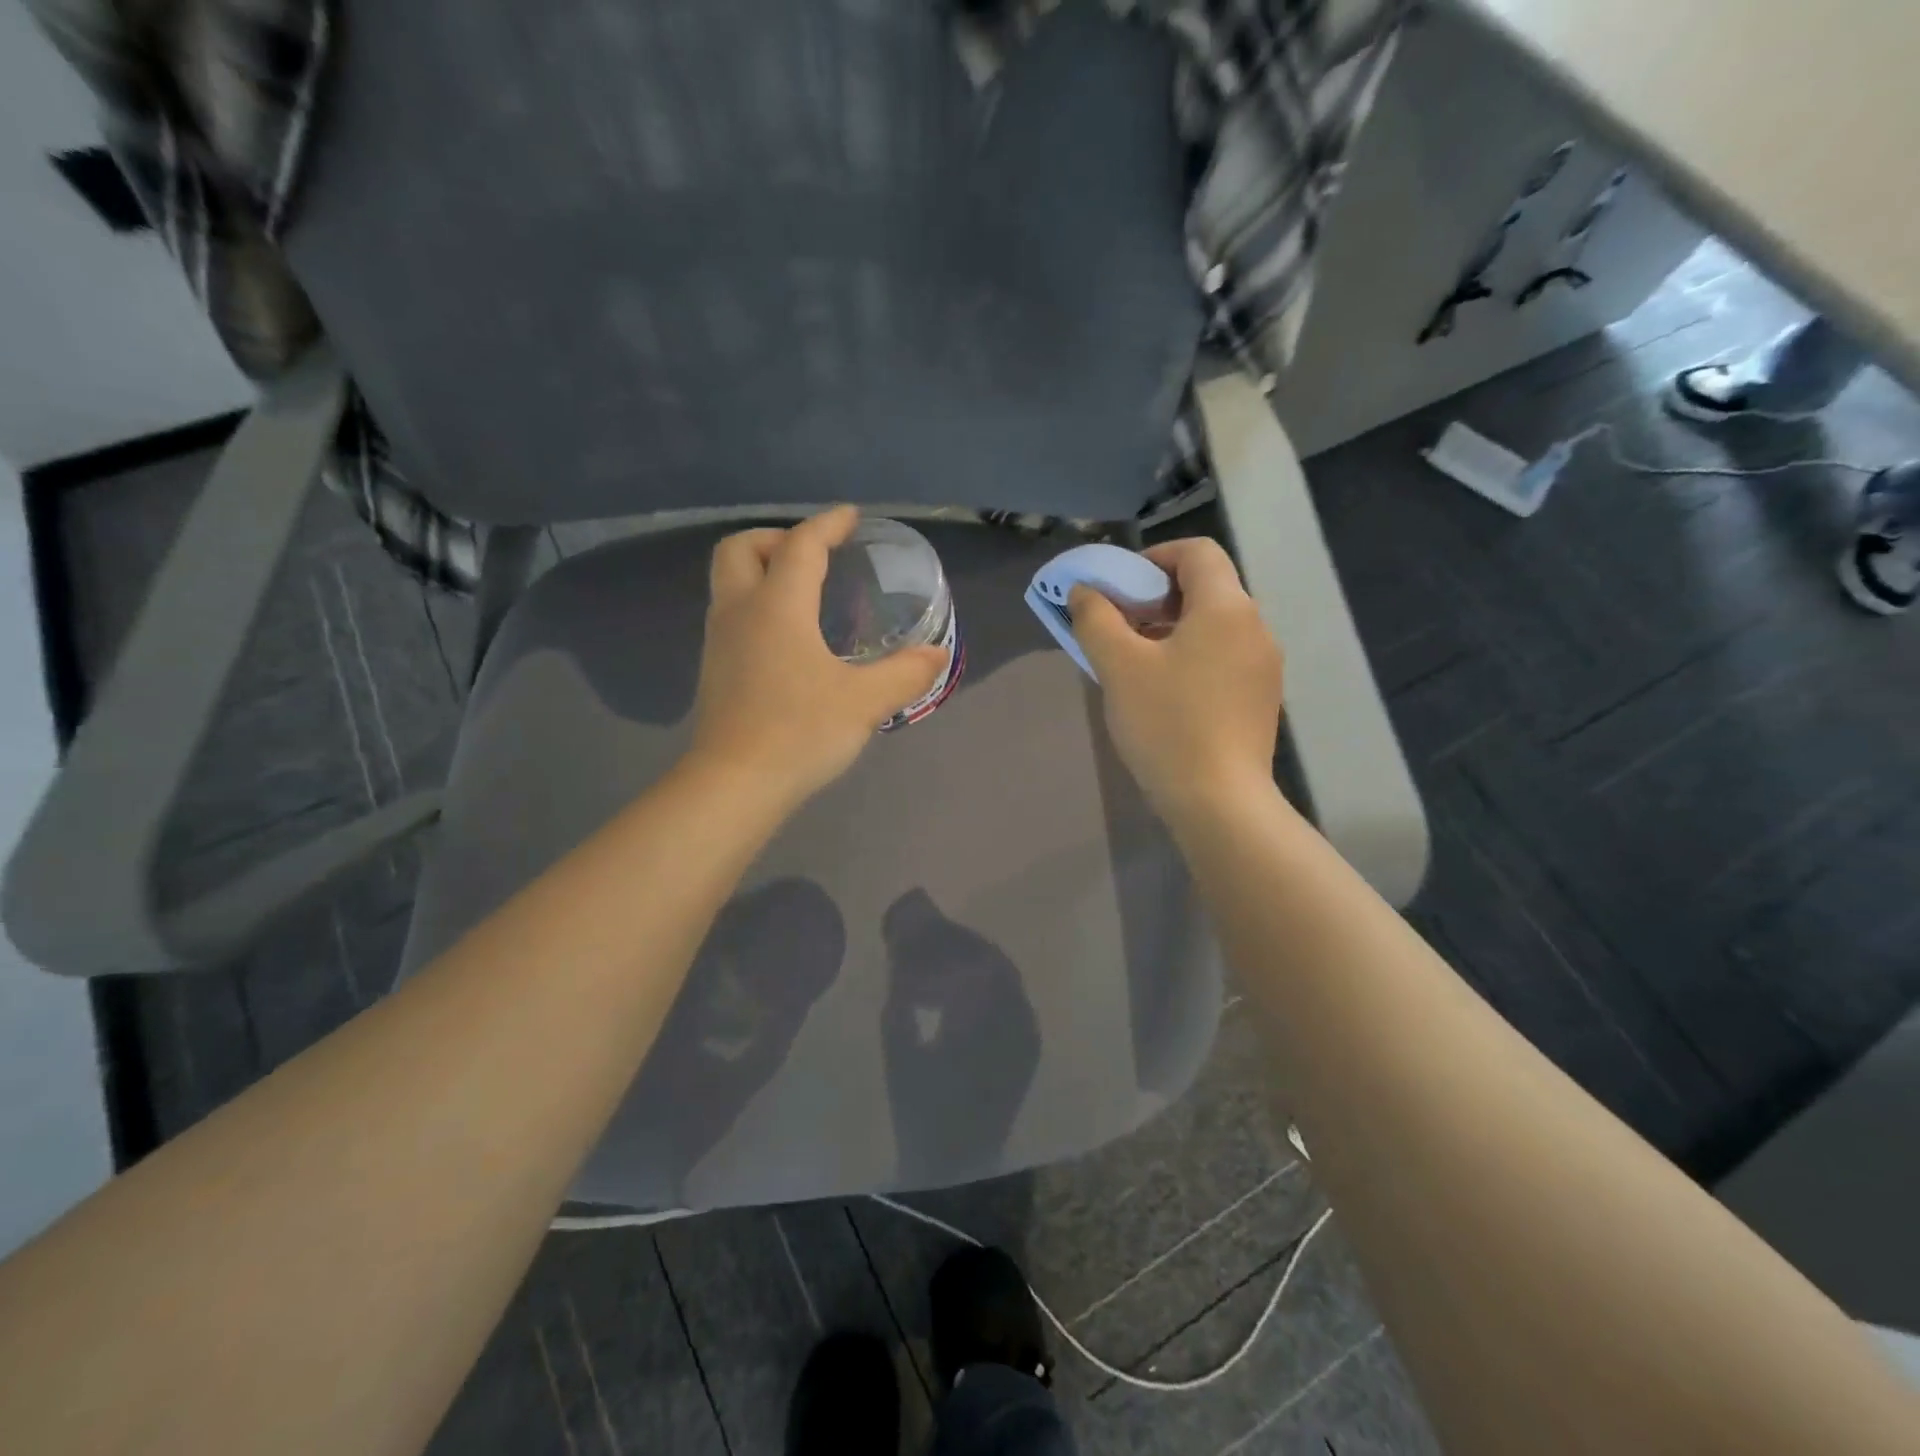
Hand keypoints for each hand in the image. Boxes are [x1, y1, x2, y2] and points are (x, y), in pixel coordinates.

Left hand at [689, 507, 948, 808]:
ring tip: (805, 594)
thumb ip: (904, 673)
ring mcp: (720, 641)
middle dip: (776, 538)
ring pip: (730, 582)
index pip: (800, 545)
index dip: (827, 525)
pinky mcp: (715, 669)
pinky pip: (732, 614)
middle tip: (813, 556)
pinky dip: (757, 604)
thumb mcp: (864, 702)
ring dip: (762, 571)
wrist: (734, 785)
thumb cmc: (799, 732)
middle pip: (740, 548)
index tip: (850, 518)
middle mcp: (740, 612)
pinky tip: (789, 639)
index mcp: (777, 606)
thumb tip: (937, 655)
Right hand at [1070, 537, 1283, 823]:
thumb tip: (1085, 591)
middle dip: (1157, 597)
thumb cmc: (1167, 724)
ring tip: (1134, 662)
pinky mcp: (1260, 699)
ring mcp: (1264, 666)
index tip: (1120, 587)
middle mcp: (1255, 627)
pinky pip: (1223, 658)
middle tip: (1119, 626)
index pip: (1197, 552)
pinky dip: (1191, 657)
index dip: (1154, 557)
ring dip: (1172, 629)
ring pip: (1214, 626)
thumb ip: (1096, 618)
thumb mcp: (1119, 666)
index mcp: (1227, 608)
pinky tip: (1164, 693)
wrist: (1219, 801)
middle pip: (1207, 588)